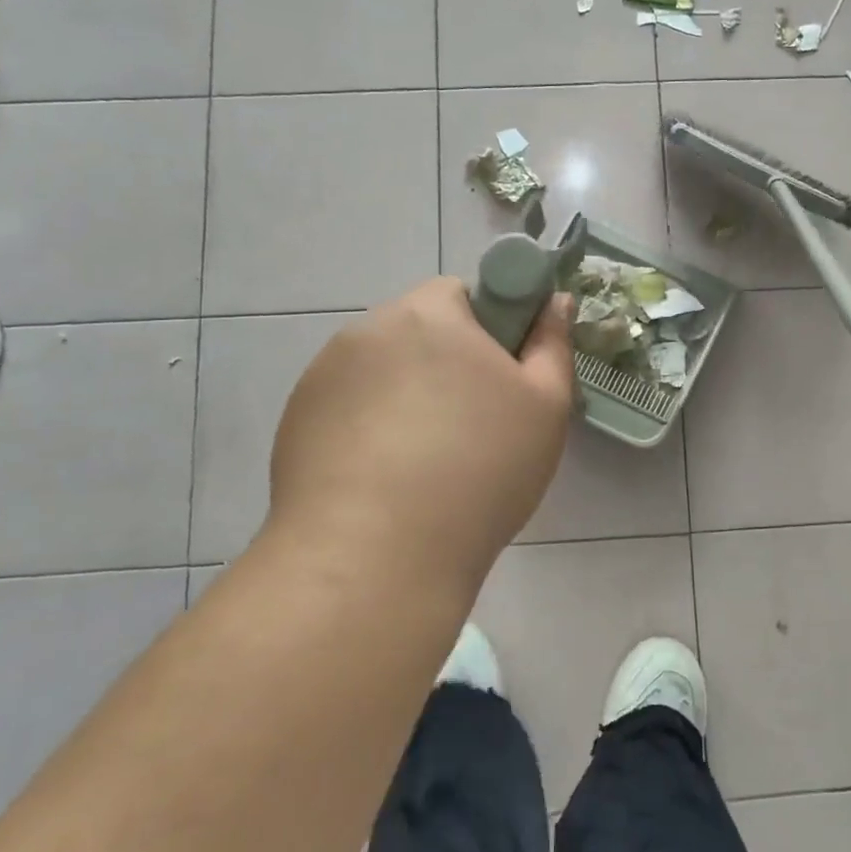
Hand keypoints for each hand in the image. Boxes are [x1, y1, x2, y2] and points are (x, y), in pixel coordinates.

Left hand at [266, 278, 574, 584]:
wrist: (375, 558)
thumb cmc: (479, 470)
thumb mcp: (545, 406)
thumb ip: (553, 343)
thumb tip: (554, 302)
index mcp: (428, 313)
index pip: (462, 293)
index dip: (489, 331)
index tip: (500, 383)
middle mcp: (367, 330)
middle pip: (419, 332)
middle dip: (446, 365)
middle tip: (473, 427)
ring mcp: (322, 377)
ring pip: (382, 372)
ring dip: (406, 396)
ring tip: (425, 463)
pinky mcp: (296, 421)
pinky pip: (348, 409)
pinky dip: (369, 429)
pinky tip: (384, 481)